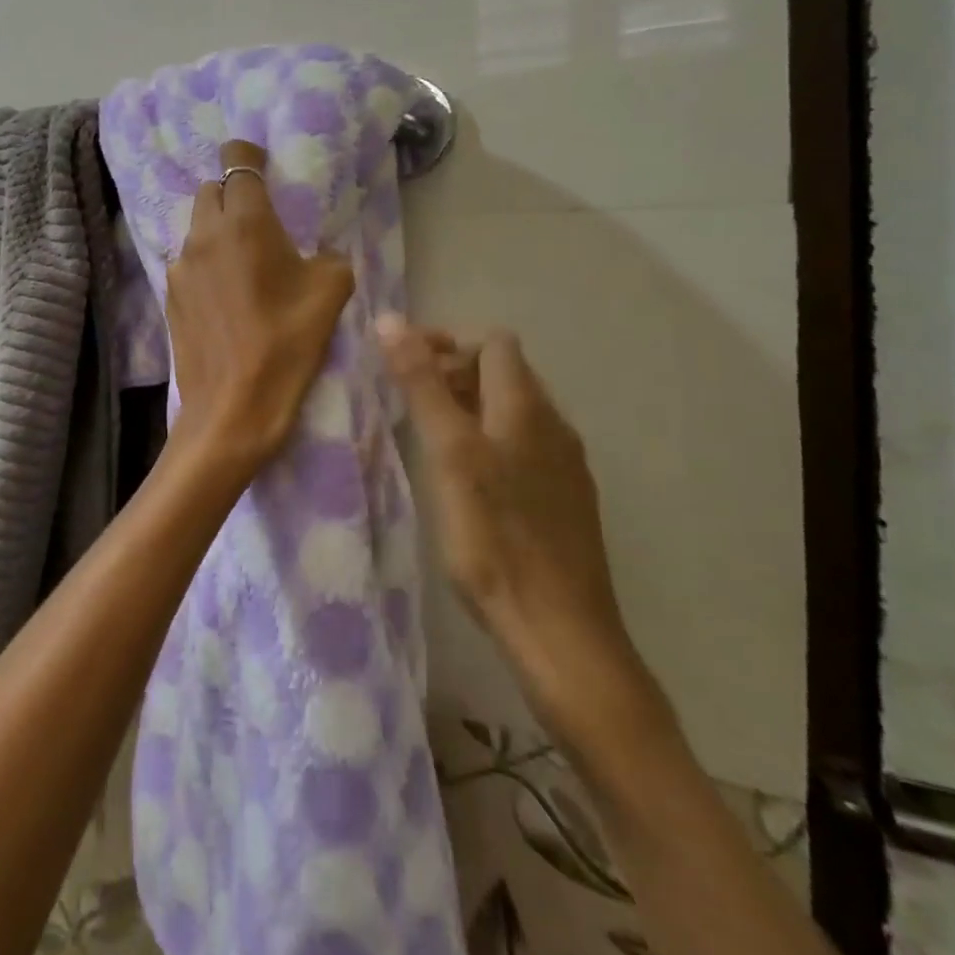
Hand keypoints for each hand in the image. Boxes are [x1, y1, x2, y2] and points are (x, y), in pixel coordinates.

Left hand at [165, 141, 354, 475]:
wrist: (232, 408)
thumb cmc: (286, 346)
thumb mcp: (330, 294)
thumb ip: (329, 257)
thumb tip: (318, 255)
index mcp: (244, 222)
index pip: (236, 160)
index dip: (248, 154)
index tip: (261, 162)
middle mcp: (204, 234)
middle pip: (211, 190)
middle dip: (232, 193)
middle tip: (260, 220)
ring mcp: (180, 265)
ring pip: (196, 227)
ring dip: (218, 230)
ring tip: (243, 262)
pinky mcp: (170, 295)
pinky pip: (188, 261)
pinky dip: (206, 262)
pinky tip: (226, 295)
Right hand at [378, 317, 664, 745]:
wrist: (561, 634)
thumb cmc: (495, 539)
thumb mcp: (449, 454)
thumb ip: (421, 384)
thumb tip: (390, 320)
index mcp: (527, 408)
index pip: (494, 342)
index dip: (448, 342)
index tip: (405, 365)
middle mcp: (553, 426)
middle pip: (505, 373)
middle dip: (454, 372)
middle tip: (408, 400)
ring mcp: (563, 466)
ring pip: (513, 412)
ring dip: (469, 407)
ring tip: (428, 436)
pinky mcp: (563, 501)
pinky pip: (522, 446)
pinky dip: (488, 440)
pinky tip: (465, 478)